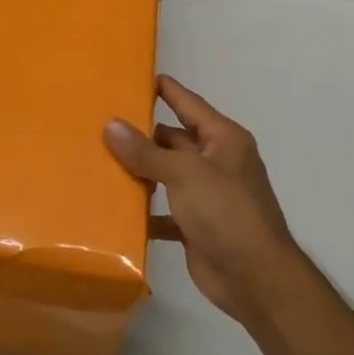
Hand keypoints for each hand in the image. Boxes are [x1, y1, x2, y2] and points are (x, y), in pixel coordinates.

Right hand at [105, 75, 308, 320]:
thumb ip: (146, 151)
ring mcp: (207, 195)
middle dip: (142, 134)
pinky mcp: (196, 225)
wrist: (254, 277)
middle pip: (173, 140)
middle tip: (101, 123)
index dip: (167, 90)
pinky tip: (115, 208)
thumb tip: (111, 124)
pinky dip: (144, 210)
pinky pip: (164, 210)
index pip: (190, 105)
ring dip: (140, 172)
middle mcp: (217, 162)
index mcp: (224, 140)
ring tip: (99, 160)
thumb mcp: (184, 174)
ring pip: (166, 175)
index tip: (138, 76)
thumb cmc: (226, 212)